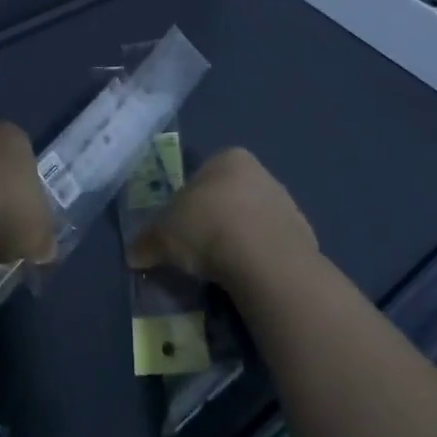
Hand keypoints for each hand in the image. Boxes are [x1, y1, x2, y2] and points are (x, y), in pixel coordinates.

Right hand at [127, 147, 316, 287]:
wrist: (266, 261)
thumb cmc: (208, 226)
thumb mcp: (164, 233)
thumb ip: (148, 240)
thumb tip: (133, 254)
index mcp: (229, 158)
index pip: (201, 176)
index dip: (186, 204)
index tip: (179, 230)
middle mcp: (261, 173)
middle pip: (228, 197)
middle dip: (213, 221)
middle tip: (197, 251)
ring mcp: (286, 204)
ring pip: (251, 222)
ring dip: (236, 241)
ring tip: (221, 270)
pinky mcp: (304, 237)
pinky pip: (270, 247)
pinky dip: (257, 260)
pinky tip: (245, 278)